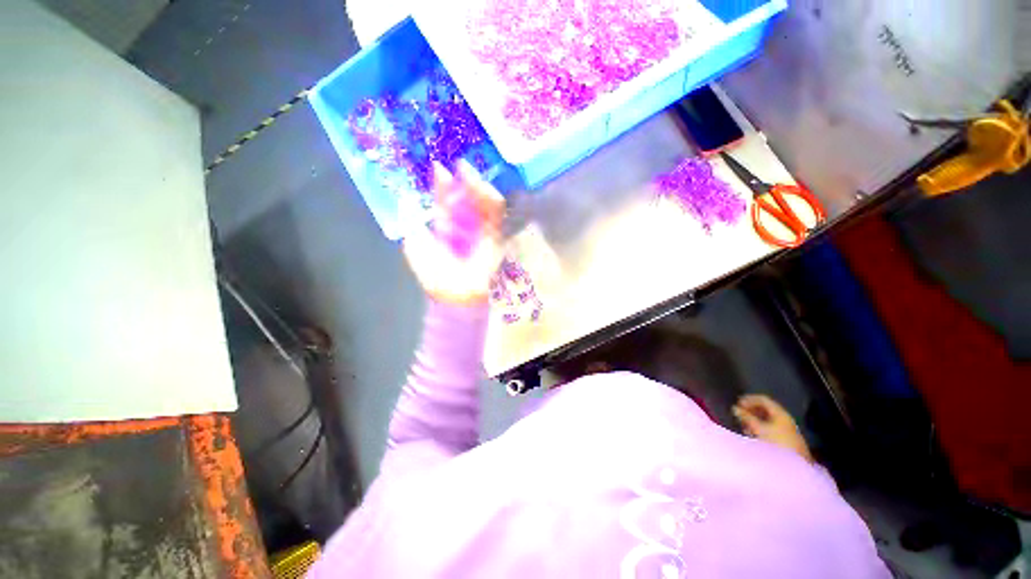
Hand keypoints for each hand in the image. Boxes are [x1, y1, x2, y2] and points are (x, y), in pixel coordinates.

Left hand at [404, 161, 505, 305]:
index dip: (441, 185)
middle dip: (461, 180)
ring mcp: (481, 228)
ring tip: (467, 171)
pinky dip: (490, 198)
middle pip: (465, 197)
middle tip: (458, 164)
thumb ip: (412, 222)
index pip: (445, 201)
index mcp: (445, 227)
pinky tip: (481, 186)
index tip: (437, 167)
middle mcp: (464, 225)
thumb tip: (407, 199)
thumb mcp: (415, 244)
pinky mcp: (496, 234)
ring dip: (476, 185)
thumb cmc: (433, 273)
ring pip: (482, 201)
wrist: (455, 292)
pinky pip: (496, 213)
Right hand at [733, 394, 812, 462]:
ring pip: (766, 419)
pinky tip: (751, 433)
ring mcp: (785, 430)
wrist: (794, 465)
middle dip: (751, 410)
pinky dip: (758, 428)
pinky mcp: (783, 439)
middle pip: (765, 409)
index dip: (749, 399)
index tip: (737, 403)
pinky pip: (769, 428)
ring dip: (753, 420)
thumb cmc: (776, 443)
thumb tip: (735, 408)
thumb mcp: (759, 428)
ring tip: (743, 424)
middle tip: (739, 413)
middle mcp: (784, 419)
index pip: (763, 399)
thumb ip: (746, 417)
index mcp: (780, 413)